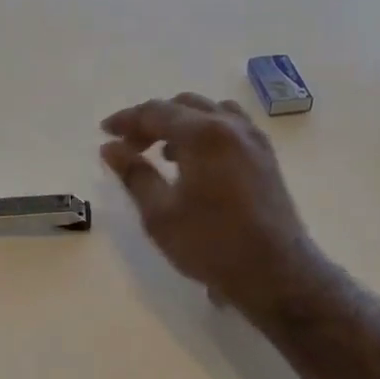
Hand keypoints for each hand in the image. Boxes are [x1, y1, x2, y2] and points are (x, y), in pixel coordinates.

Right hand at [100, 94, 327, 319]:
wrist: (274, 272)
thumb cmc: (211, 244)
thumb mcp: (160, 213)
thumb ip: (134, 174)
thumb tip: (110, 148)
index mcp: (203, 134)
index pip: (156, 112)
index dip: (126, 120)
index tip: (105, 133)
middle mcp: (231, 126)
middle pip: (184, 106)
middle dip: (152, 121)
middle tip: (129, 147)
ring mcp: (254, 139)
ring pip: (210, 112)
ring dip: (181, 123)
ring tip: (162, 152)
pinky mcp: (266, 157)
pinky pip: (231, 127)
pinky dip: (206, 132)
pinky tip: (196, 162)